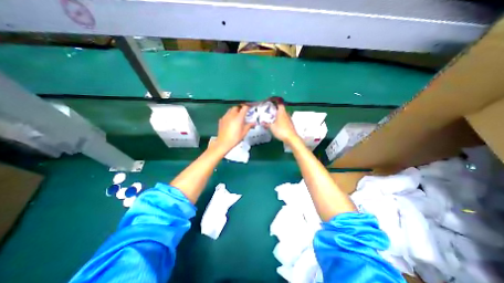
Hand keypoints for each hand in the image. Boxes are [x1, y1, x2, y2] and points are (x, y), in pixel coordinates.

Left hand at [215, 103, 253, 152]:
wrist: (223, 142)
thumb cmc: (235, 138)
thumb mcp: (244, 132)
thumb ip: (249, 126)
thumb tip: (254, 123)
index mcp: (239, 117)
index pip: (244, 108)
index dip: (247, 107)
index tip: (249, 109)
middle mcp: (232, 114)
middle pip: (236, 107)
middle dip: (240, 109)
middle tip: (243, 113)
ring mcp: (225, 116)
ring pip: (230, 110)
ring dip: (234, 111)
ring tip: (237, 117)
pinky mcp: (221, 120)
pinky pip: (226, 115)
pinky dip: (229, 116)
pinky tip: (230, 121)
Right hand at [267, 104, 297, 144]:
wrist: (291, 138)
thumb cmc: (281, 130)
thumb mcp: (271, 127)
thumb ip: (266, 124)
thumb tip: (262, 122)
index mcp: (281, 112)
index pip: (279, 103)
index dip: (275, 101)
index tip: (270, 101)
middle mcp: (286, 114)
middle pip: (281, 109)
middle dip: (275, 110)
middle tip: (269, 112)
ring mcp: (289, 119)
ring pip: (282, 115)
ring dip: (278, 116)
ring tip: (271, 119)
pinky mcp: (290, 125)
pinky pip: (284, 120)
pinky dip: (280, 121)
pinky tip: (276, 125)